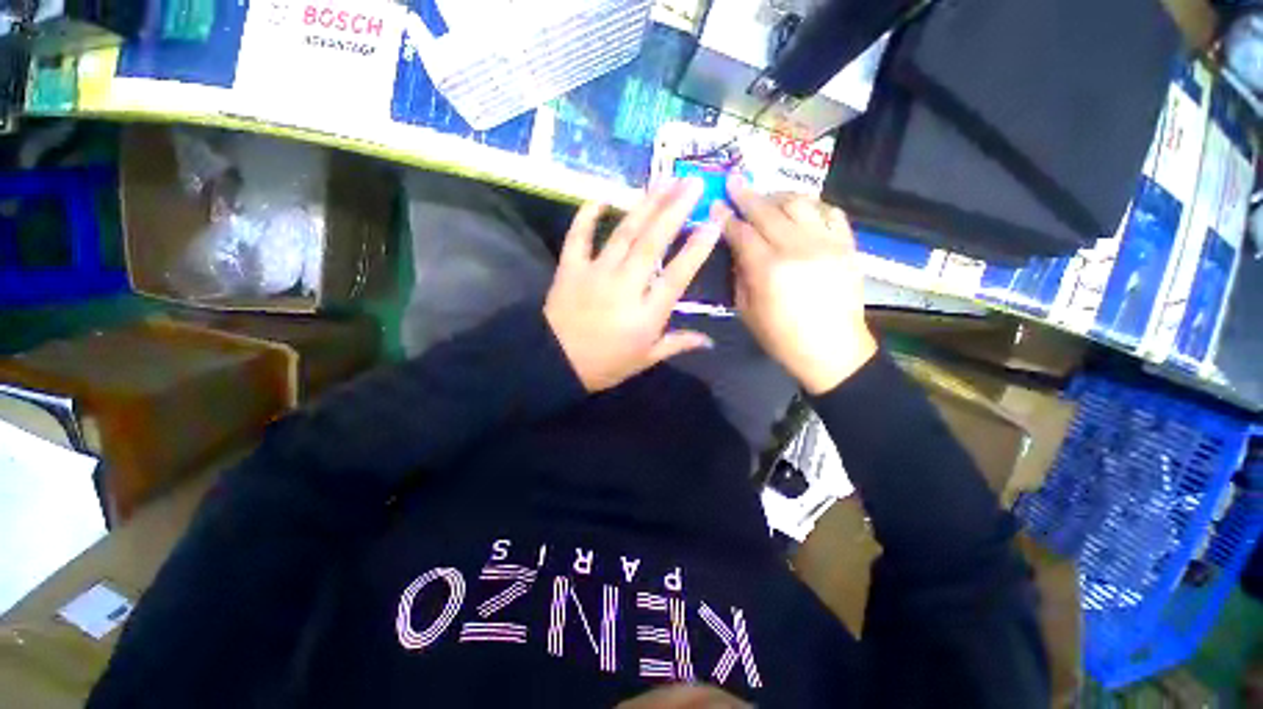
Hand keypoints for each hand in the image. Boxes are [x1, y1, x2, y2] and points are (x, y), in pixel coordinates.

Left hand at [545, 179, 722, 392]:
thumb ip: (678, 344)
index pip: (677, 275)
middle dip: (674, 210)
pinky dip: (587, 215)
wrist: (555, 363)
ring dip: (644, 205)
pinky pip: (579, 236)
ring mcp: (596, 273)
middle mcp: (625, 286)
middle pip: (652, 243)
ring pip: (623, 233)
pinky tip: (602, 196)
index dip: (697, 249)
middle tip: (692, 182)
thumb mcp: (645, 359)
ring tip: (663, 181)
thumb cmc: (605, 364)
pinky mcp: (570, 268)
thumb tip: (708, 342)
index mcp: (647, 312)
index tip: (713, 224)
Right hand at [723, 177, 876, 394]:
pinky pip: (831, 213)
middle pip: (767, 210)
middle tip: (735, 181)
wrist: (831, 349)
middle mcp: (797, 248)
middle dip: (747, 194)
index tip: (716, 204)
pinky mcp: (847, 245)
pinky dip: (814, 206)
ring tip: (767, 198)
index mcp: (768, 269)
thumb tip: (738, 248)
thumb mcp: (746, 311)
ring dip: (779, 195)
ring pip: (800, 202)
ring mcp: (826, 243)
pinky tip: (803, 211)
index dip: (726, 217)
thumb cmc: (781, 337)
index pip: (742, 233)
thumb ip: (740, 275)